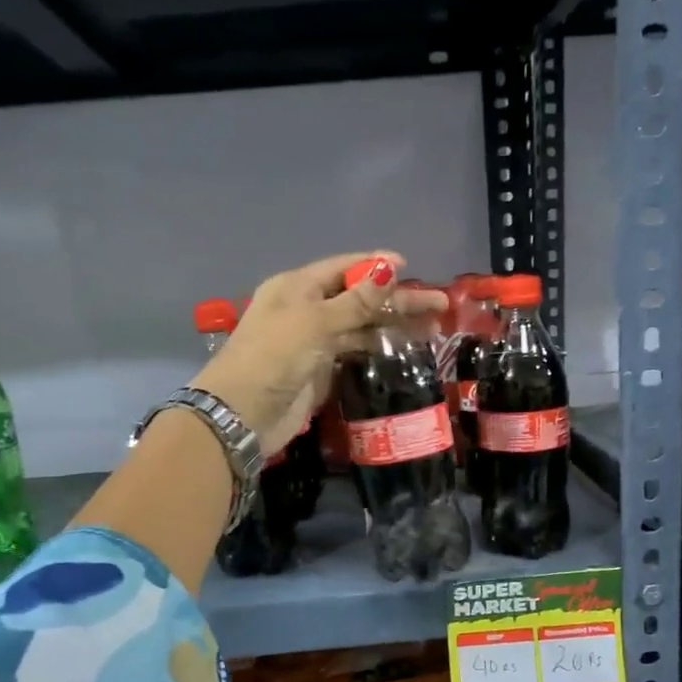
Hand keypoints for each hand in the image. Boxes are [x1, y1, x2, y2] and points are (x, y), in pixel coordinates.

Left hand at [193, 253, 445, 452]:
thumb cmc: (273, 358)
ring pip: (360, 327)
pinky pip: (355, 354)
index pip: (343, 268)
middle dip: (396, 300)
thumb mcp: (314, 323)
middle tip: (439, 305)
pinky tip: (404, 350)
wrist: (242, 416)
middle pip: (358, 298)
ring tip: (433, 329)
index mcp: (296, 287)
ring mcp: (313, 342)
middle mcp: (305, 310)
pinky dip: (378, 350)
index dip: (376, 266)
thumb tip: (389, 268)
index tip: (411, 267)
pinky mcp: (320, 372)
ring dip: (392, 326)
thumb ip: (355, 301)